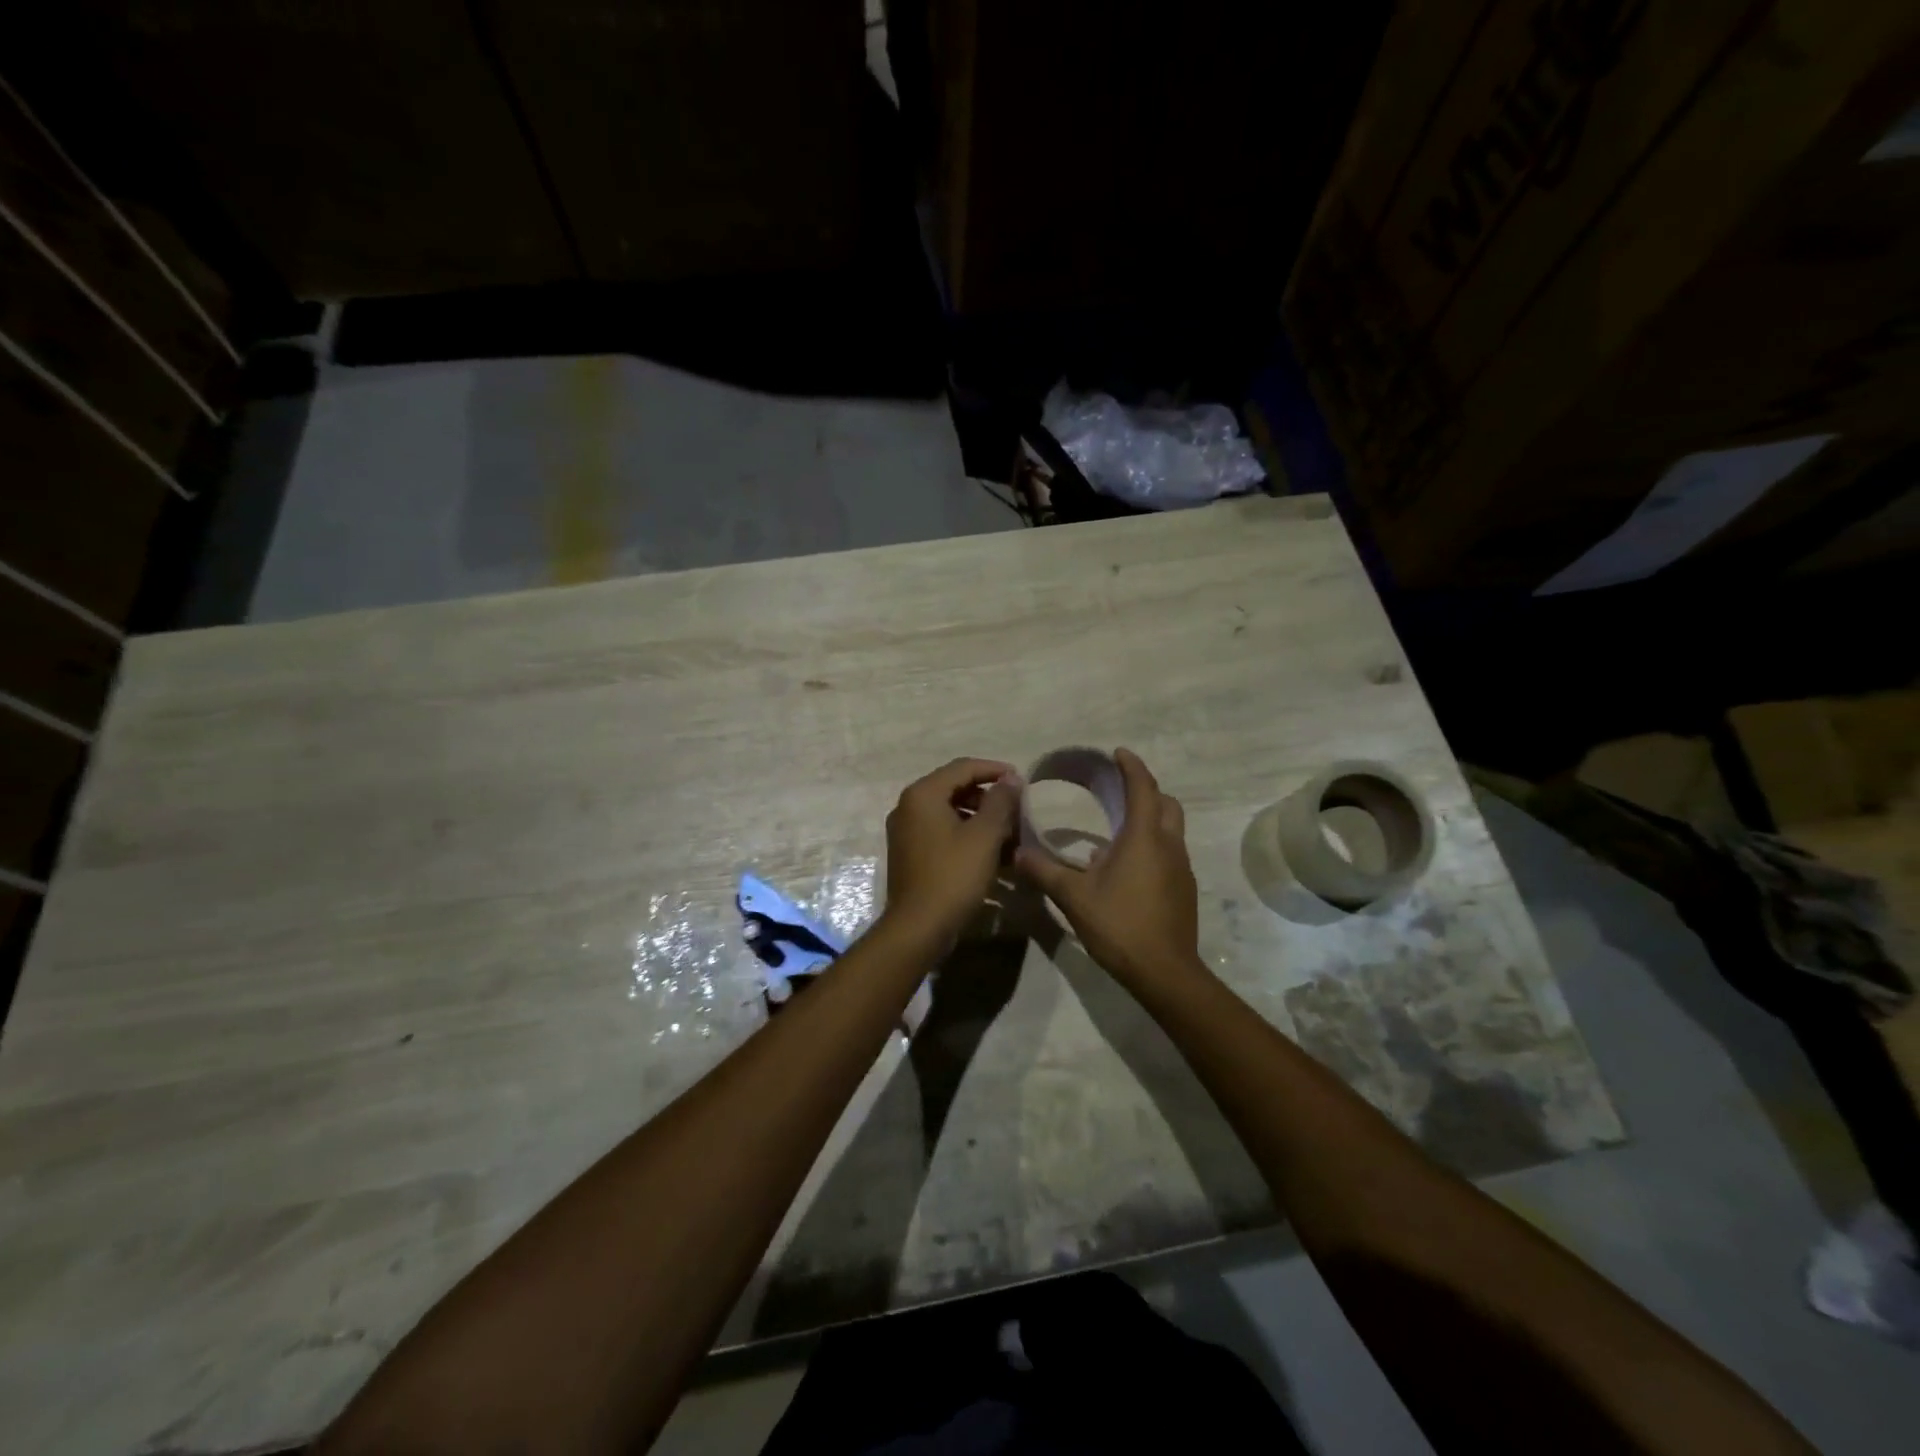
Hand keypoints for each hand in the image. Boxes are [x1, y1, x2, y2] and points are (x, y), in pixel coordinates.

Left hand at [883, 757, 1021, 947]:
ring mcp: (905, 831)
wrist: (918, 928)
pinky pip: (941, 832)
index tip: (1021, 780)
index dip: (994, 770)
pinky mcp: (909, 853)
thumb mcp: (984, 836)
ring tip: (1008, 832)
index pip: (963, 767)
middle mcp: (908, 807)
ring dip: (979, 817)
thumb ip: (1000, 802)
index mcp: (922, 795)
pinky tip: (989, 852)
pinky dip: (965, 834)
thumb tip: (1011, 778)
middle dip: (988, 796)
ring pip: (948, 812)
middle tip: (1016, 808)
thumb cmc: (953, 876)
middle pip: (954, 788)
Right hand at [1015, 748, 1202, 989]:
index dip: (1132, 766)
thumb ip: (1044, 871)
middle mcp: (1168, 845)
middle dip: (1146, 790)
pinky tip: (1127, 866)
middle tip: (1119, 790)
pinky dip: (1153, 844)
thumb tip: (1018, 853)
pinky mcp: (1184, 888)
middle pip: (1166, 803)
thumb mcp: (1073, 897)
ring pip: (1171, 828)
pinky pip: (1170, 852)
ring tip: (1117, 827)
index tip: (1118, 753)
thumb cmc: (1119, 925)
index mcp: (1144, 837)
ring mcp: (1181, 867)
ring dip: (1150, 818)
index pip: (1143, 787)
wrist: (1164, 972)